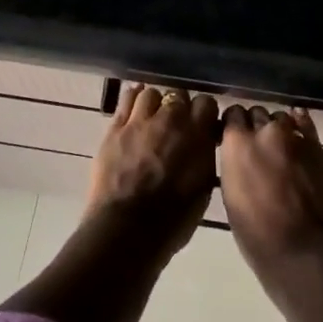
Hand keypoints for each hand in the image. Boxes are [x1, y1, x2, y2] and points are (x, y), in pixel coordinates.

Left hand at [86, 84, 218, 253]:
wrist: (128, 228)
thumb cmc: (173, 219)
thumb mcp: (202, 188)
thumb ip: (204, 157)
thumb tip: (202, 144)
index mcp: (198, 135)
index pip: (207, 102)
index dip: (204, 111)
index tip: (201, 123)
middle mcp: (172, 120)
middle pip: (178, 94)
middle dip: (179, 105)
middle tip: (175, 123)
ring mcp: (141, 121)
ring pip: (151, 93)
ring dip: (155, 103)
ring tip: (152, 117)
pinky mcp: (116, 127)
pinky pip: (126, 99)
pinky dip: (133, 98)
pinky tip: (134, 105)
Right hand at [218, 105, 322, 277]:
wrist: (305, 252)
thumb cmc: (257, 234)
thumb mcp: (232, 196)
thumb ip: (236, 166)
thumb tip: (241, 158)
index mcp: (238, 144)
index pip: (233, 114)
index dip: (235, 125)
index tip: (235, 137)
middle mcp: (267, 132)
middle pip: (259, 113)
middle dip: (257, 126)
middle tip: (258, 147)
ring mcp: (298, 139)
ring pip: (284, 120)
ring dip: (280, 130)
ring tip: (281, 149)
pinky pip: (309, 130)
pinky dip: (303, 129)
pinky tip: (301, 132)